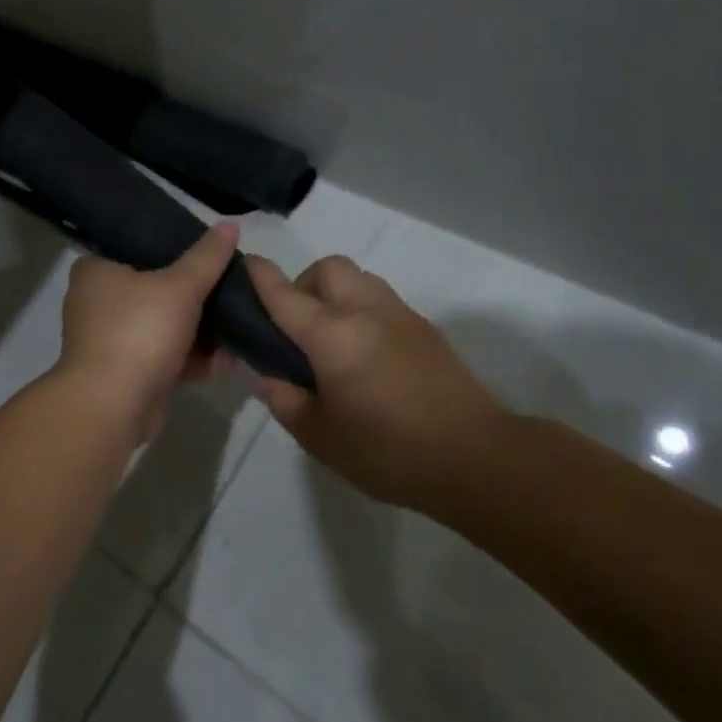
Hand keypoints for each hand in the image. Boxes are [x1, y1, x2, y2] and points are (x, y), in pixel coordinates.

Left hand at [55, 223, 239, 439]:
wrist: (111, 407)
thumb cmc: (139, 332)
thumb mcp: (180, 286)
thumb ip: (207, 257)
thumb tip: (230, 224)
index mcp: (96, 270)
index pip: (139, 247)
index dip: (176, 249)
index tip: (210, 255)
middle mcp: (97, 302)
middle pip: (156, 289)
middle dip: (197, 297)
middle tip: (231, 290)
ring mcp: (109, 341)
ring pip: (164, 327)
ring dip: (200, 332)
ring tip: (239, 324)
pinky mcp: (125, 374)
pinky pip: (165, 358)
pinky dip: (192, 359)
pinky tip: (228, 359)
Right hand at [247, 255, 513, 509]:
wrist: (475, 457)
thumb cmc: (388, 451)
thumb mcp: (321, 438)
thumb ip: (287, 403)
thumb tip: (270, 380)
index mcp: (332, 336)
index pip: (285, 294)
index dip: (261, 276)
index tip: (246, 263)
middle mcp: (365, 312)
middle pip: (329, 267)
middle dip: (305, 282)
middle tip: (298, 324)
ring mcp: (400, 316)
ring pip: (360, 278)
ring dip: (337, 292)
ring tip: (333, 337)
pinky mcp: (426, 328)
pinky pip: (383, 300)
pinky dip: (363, 309)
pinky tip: (366, 352)